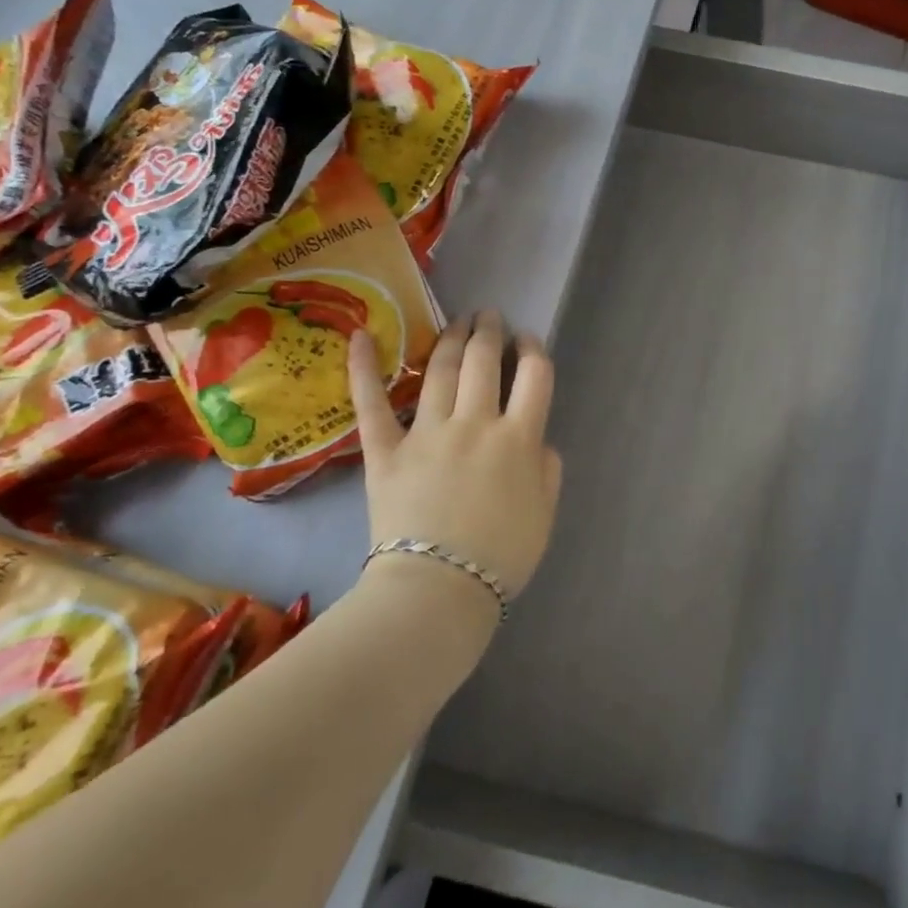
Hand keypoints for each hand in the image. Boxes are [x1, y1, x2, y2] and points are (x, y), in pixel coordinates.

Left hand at [348, 310, 563, 614]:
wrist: (437, 591)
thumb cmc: (500, 557)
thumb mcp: (545, 513)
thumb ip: (547, 469)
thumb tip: (537, 440)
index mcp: (519, 438)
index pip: (535, 375)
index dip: (534, 349)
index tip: (528, 340)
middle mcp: (476, 423)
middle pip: (485, 361)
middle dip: (491, 331)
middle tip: (491, 316)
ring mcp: (427, 433)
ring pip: (439, 369)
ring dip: (451, 338)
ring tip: (459, 320)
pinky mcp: (385, 450)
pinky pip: (371, 403)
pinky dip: (363, 368)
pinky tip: (360, 335)